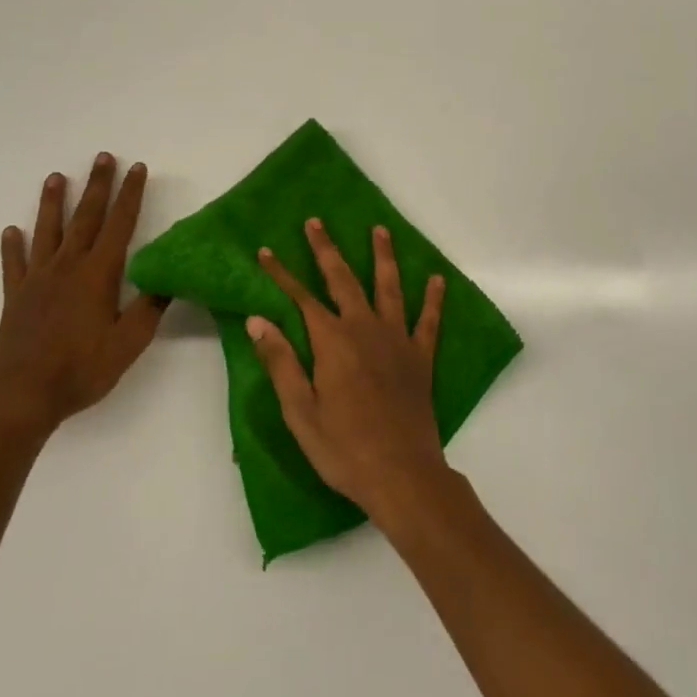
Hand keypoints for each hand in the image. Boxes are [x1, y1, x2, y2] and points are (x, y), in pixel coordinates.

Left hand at [0, 154, 166, 432]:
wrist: (20, 395)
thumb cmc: (80, 369)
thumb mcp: (128, 344)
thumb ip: (149, 309)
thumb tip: (169, 278)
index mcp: (98, 273)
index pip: (120, 224)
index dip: (130, 194)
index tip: (137, 168)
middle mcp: (68, 266)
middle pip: (86, 217)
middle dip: (97, 185)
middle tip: (103, 156)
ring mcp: (38, 279)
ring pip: (47, 231)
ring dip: (53, 203)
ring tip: (55, 177)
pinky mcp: (16, 296)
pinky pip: (14, 264)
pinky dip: (12, 246)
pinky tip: (10, 231)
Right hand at [247, 219, 449, 519]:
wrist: (401, 475)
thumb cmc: (343, 447)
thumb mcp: (300, 410)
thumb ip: (281, 361)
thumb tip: (258, 319)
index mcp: (332, 341)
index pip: (301, 297)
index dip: (282, 273)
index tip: (267, 251)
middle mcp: (364, 328)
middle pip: (343, 279)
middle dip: (326, 249)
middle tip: (316, 222)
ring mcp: (397, 339)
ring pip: (389, 287)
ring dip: (382, 256)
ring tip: (380, 229)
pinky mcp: (420, 357)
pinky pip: (428, 320)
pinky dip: (433, 299)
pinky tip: (437, 278)